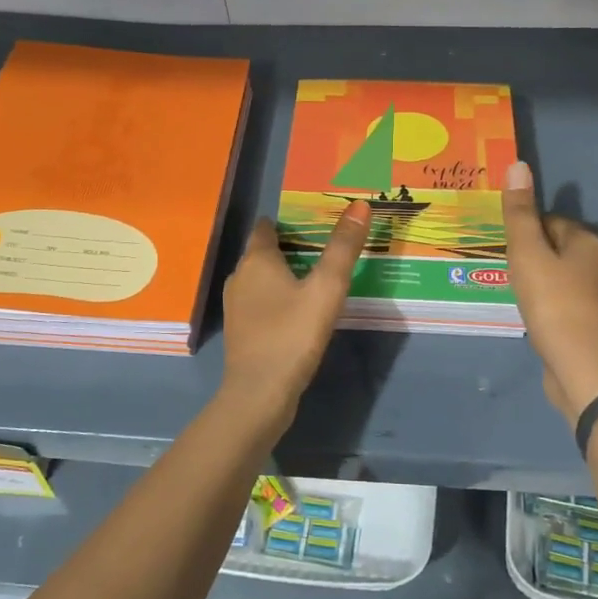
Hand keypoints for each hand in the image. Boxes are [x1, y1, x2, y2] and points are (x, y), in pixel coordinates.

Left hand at [217, 201, 370, 434]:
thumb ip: (343, 247)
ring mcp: (236, 307)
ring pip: (261, 280)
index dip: (286, 220)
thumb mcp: (326, 288)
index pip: (266, 227)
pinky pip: (261, 303)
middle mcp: (239, 277)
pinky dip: (278, 299)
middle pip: (263, 252)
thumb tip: (360, 204)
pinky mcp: (242, 332)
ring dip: (283, 275)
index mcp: (256, 260)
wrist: (259, 394)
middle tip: (323, 247)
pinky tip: (299, 311)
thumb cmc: (292, 334)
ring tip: (315, 277)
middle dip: (289, 247)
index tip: (312, 220)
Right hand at [502, 161, 597, 422]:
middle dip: (536, 256)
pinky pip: (571, 302)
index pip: (551, 221)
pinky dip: (554, 305)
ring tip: (519, 296)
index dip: (526, 231)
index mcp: (589, 241)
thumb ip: (520, 213)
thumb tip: (518, 164)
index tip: (506, 250)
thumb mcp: (527, 253)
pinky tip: (538, 318)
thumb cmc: (552, 304)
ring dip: (545, 281)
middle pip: (561, 248)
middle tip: (507, 273)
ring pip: (567, 276)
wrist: (583, 367)